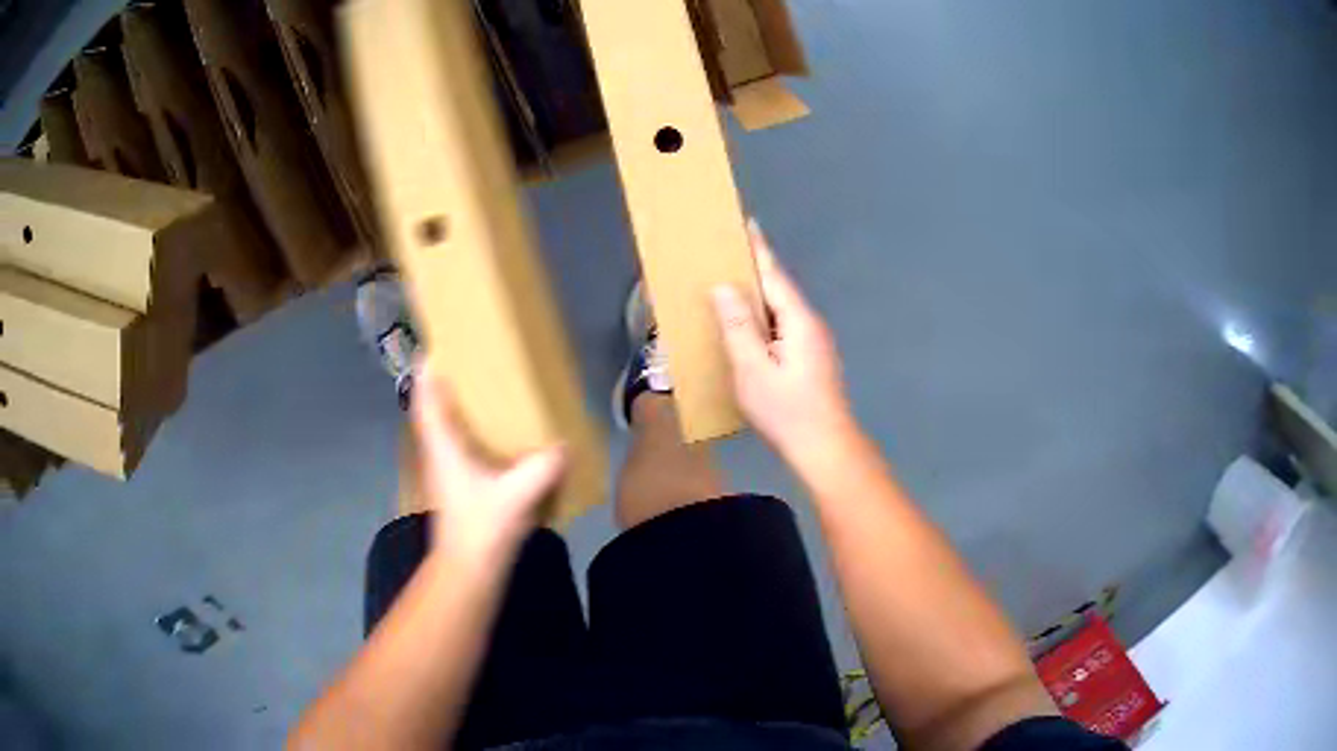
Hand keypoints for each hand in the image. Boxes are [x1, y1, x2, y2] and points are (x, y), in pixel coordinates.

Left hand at [411, 367, 566, 566]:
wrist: (468, 571)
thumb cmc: (481, 528)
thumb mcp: (517, 495)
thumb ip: (542, 468)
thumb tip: (565, 446)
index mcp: (443, 447)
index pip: (425, 400)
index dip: (427, 371)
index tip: (438, 346)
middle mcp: (439, 454)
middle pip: (433, 410)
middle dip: (446, 384)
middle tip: (471, 364)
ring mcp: (446, 472)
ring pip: (446, 430)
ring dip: (458, 409)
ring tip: (486, 393)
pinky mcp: (458, 488)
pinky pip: (460, 448)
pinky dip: (472, 434)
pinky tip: (498, 438)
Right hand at [712, 221, 855, 459]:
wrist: (825, 447)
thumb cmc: (787, 411)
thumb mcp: (753, 370)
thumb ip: (739, 327)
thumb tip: (724, 289)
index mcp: (799, 321)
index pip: (774, 276)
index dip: (758, 250)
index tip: (747, 223)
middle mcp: (810, 325)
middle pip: (779, 290)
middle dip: (755, 270)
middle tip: (728, 253)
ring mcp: (814, 343)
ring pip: (781, 310)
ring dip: (758, 296)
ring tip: (732, 286)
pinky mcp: (810, 359)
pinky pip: (782, 327)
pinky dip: (764, 319)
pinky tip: (748, 327)